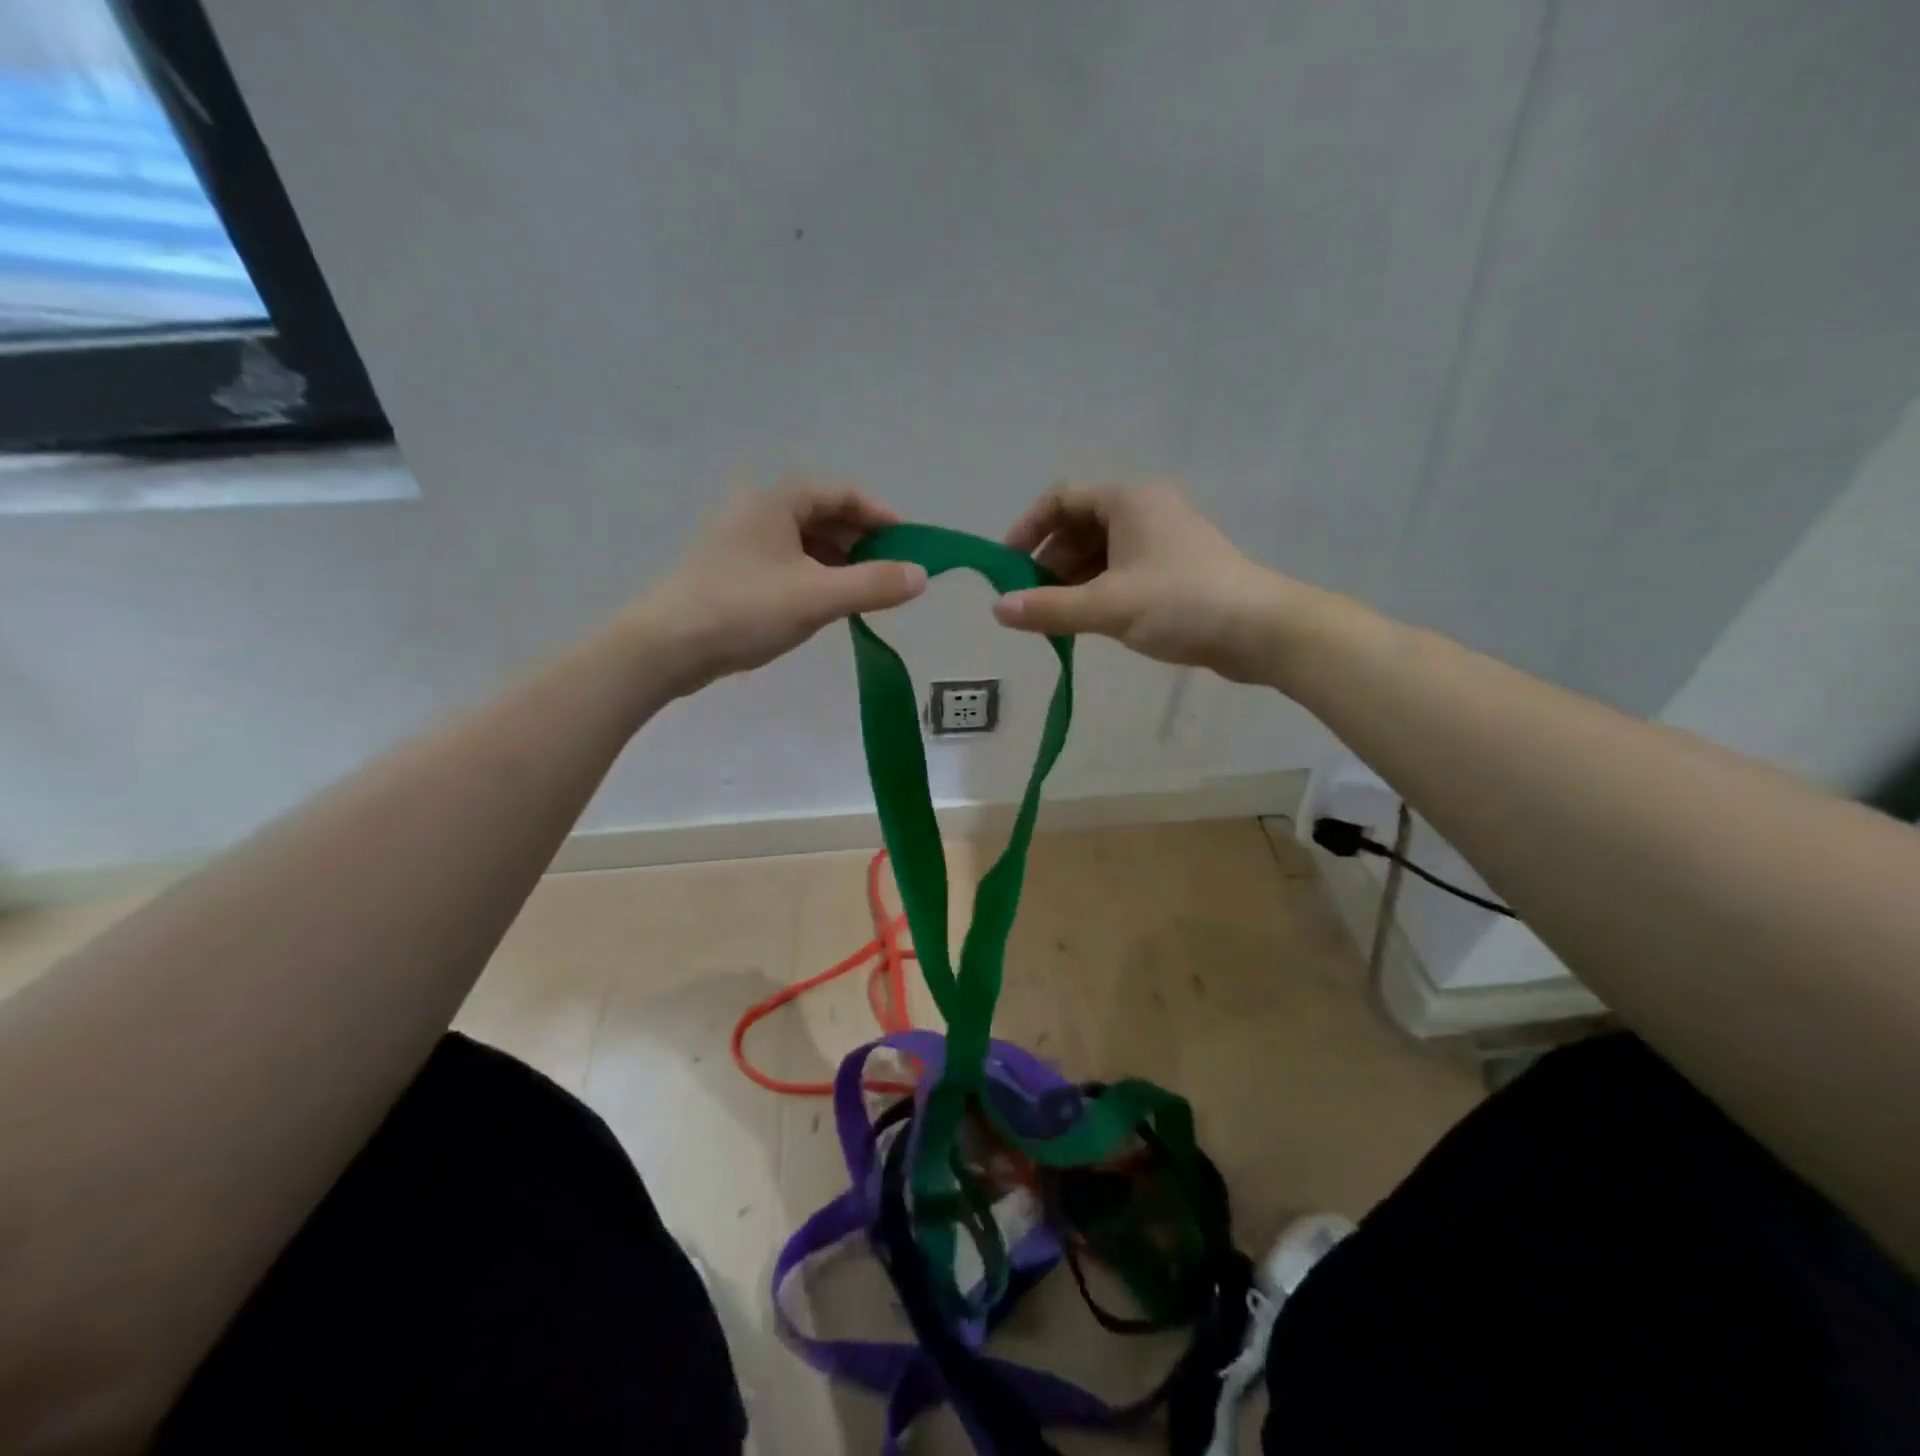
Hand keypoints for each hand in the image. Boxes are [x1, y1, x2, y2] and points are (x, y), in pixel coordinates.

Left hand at [632, 481, 927, 694]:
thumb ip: (873, 584)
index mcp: (777, 501)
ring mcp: (742, 541)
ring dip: (839, 560)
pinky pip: (787, 562)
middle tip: (890, 571)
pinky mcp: (733, 571)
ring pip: (804, 541)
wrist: (668, 646)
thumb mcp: (817, 597)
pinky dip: (815, 576)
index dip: (880, 515)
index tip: (908, 543)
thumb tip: (921, 575)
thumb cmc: (744, 610)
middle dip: (862, 540)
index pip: (842, 493)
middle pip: (823, 514)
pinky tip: (826, 603)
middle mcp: (758, 512)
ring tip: (864, 591)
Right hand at [993, 482, 1285, 682]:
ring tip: (1052, 619)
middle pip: (1079, 527)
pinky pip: (1121, 572)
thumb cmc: (1180, 603)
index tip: (1006, 566)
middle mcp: (1144, 511)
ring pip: (1100, 553)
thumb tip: (997, 609)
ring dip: (1071, 582)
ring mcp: (1161, 541)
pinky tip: (1085, 623)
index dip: (1028, 528)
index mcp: (1128, 501)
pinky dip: (1097, 592)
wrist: (1259, 630)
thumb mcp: (1107, 606)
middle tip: (1028, 602)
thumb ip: (1048, 608)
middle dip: (1048, 563)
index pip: (1061, 499)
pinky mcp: (1174, 570)